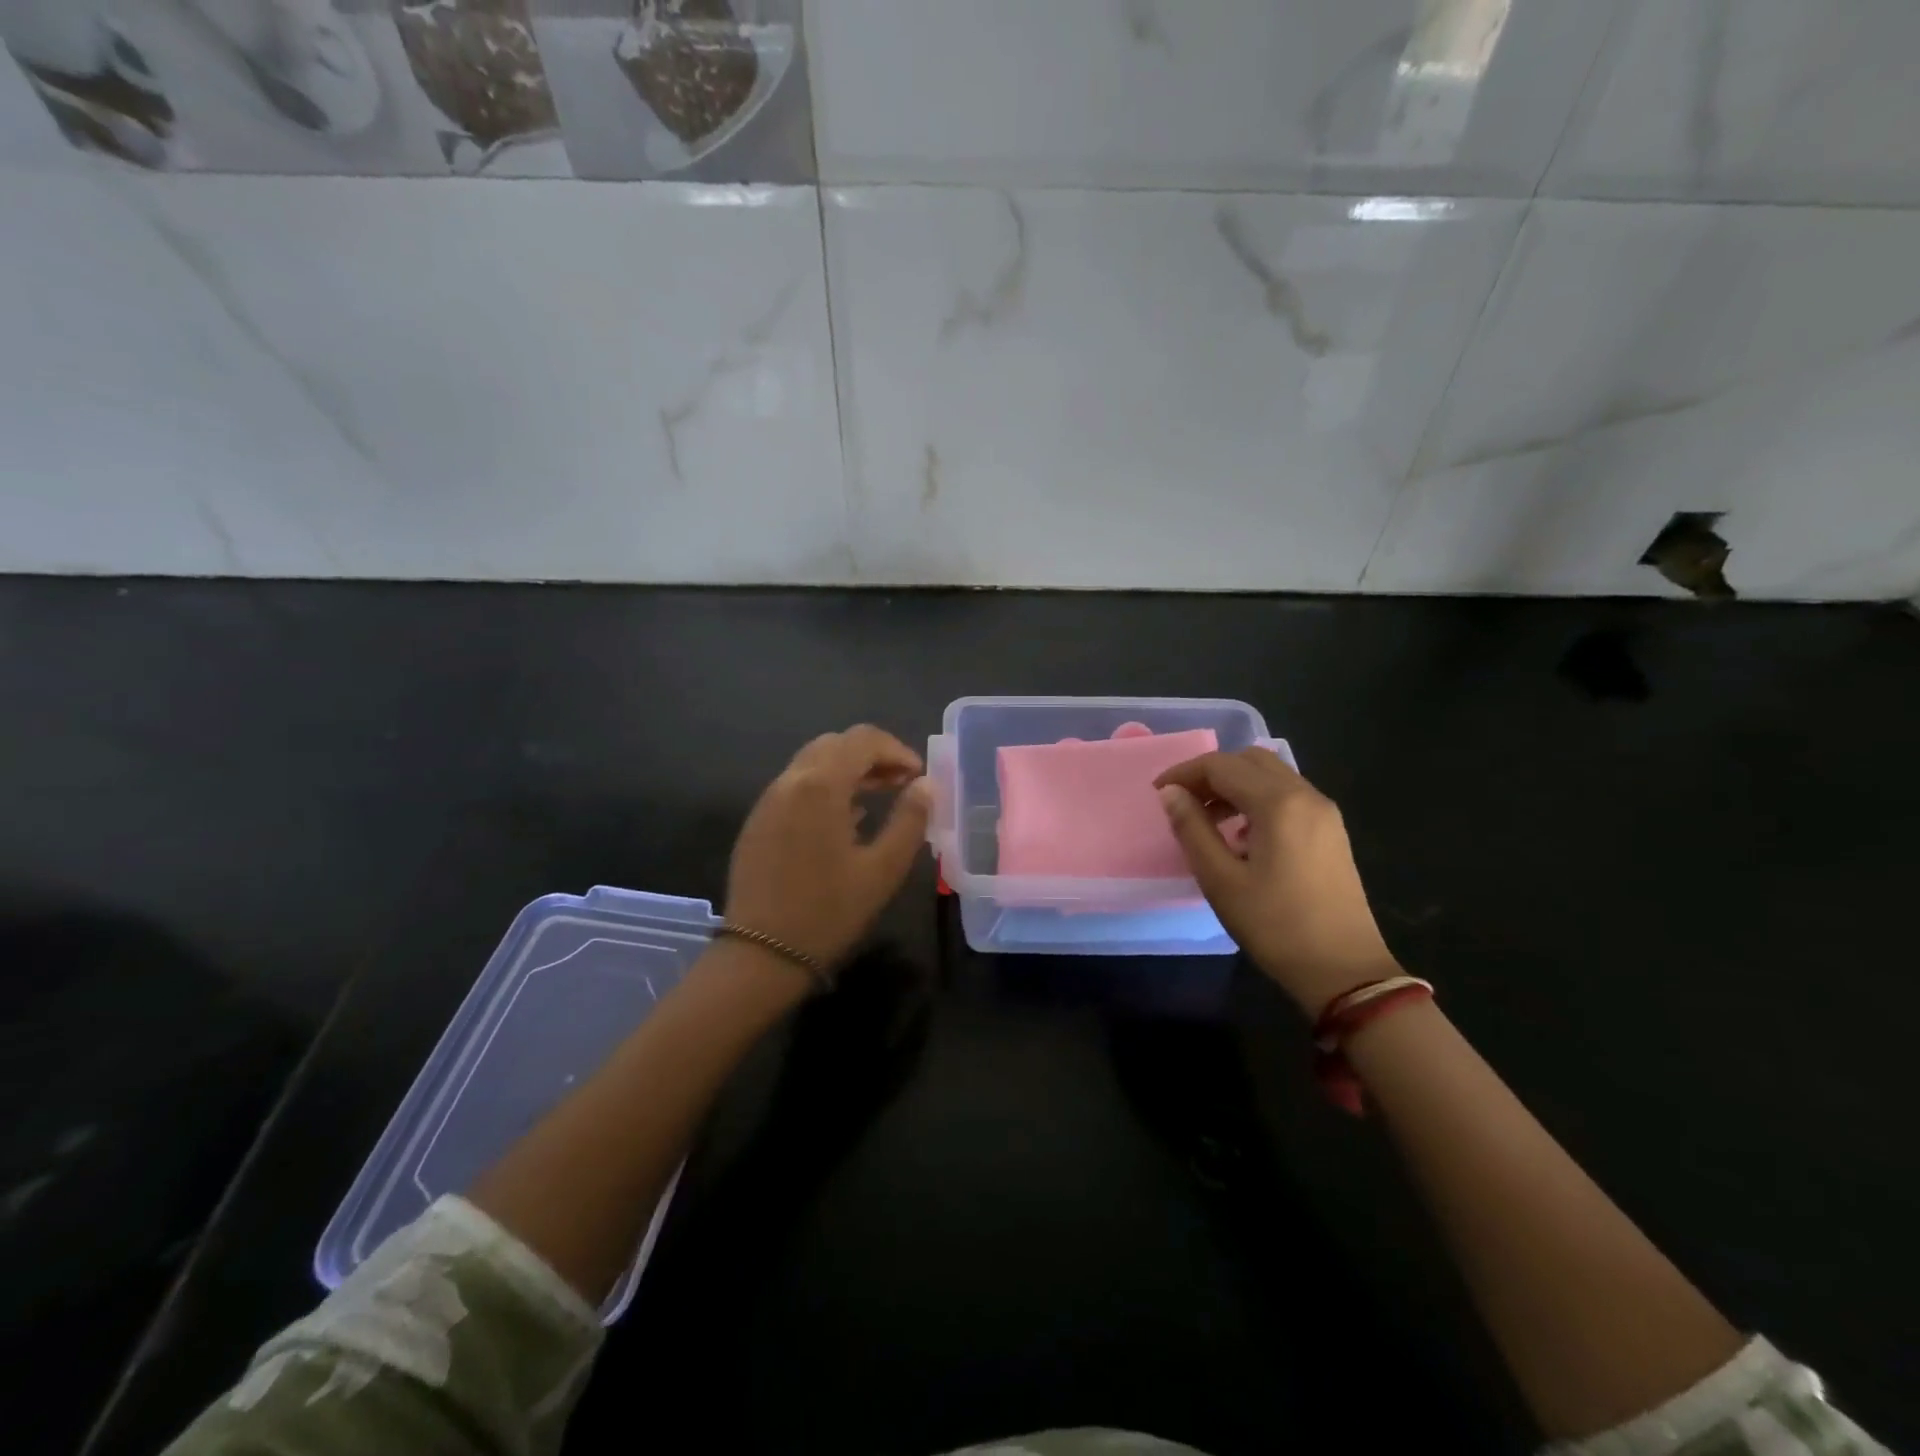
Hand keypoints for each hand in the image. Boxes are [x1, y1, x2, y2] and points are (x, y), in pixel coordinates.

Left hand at [726, 725, 931, 967]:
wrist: (761, 954)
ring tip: (879, 797)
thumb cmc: (829, 912)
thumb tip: (926, 785)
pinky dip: (825, 786)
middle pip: (836, 744)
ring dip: (849, 769)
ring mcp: (768, 800)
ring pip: (813, 762)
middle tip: (901, 783)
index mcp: (821, 786)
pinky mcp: (758, 820)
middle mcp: (790, 781)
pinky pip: (796, 785)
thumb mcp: (883, 869)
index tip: (919, 777)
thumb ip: (910, 820)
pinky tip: (844, 818)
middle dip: (873, 755)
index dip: (897, 750)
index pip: (863, 740)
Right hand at [1155, 749, 1399, 1016]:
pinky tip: (1242, 835)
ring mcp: (1324, 812)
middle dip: (1211, 773)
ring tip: (1208, 819)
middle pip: (1250, 760)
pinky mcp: (1332, 831)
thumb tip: (1170, 793)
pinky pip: (1288, 796)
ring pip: (1272, 775)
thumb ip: (1191, 828)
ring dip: (1235, 785)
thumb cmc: (1275, 926)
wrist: (1345, 971)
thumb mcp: (1221, 880)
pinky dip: (1258, 799)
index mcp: (1278, 803)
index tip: (1158, 794)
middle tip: (1183, 802)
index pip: (1222, 766)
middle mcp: (1306, 796)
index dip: (1184, 773)